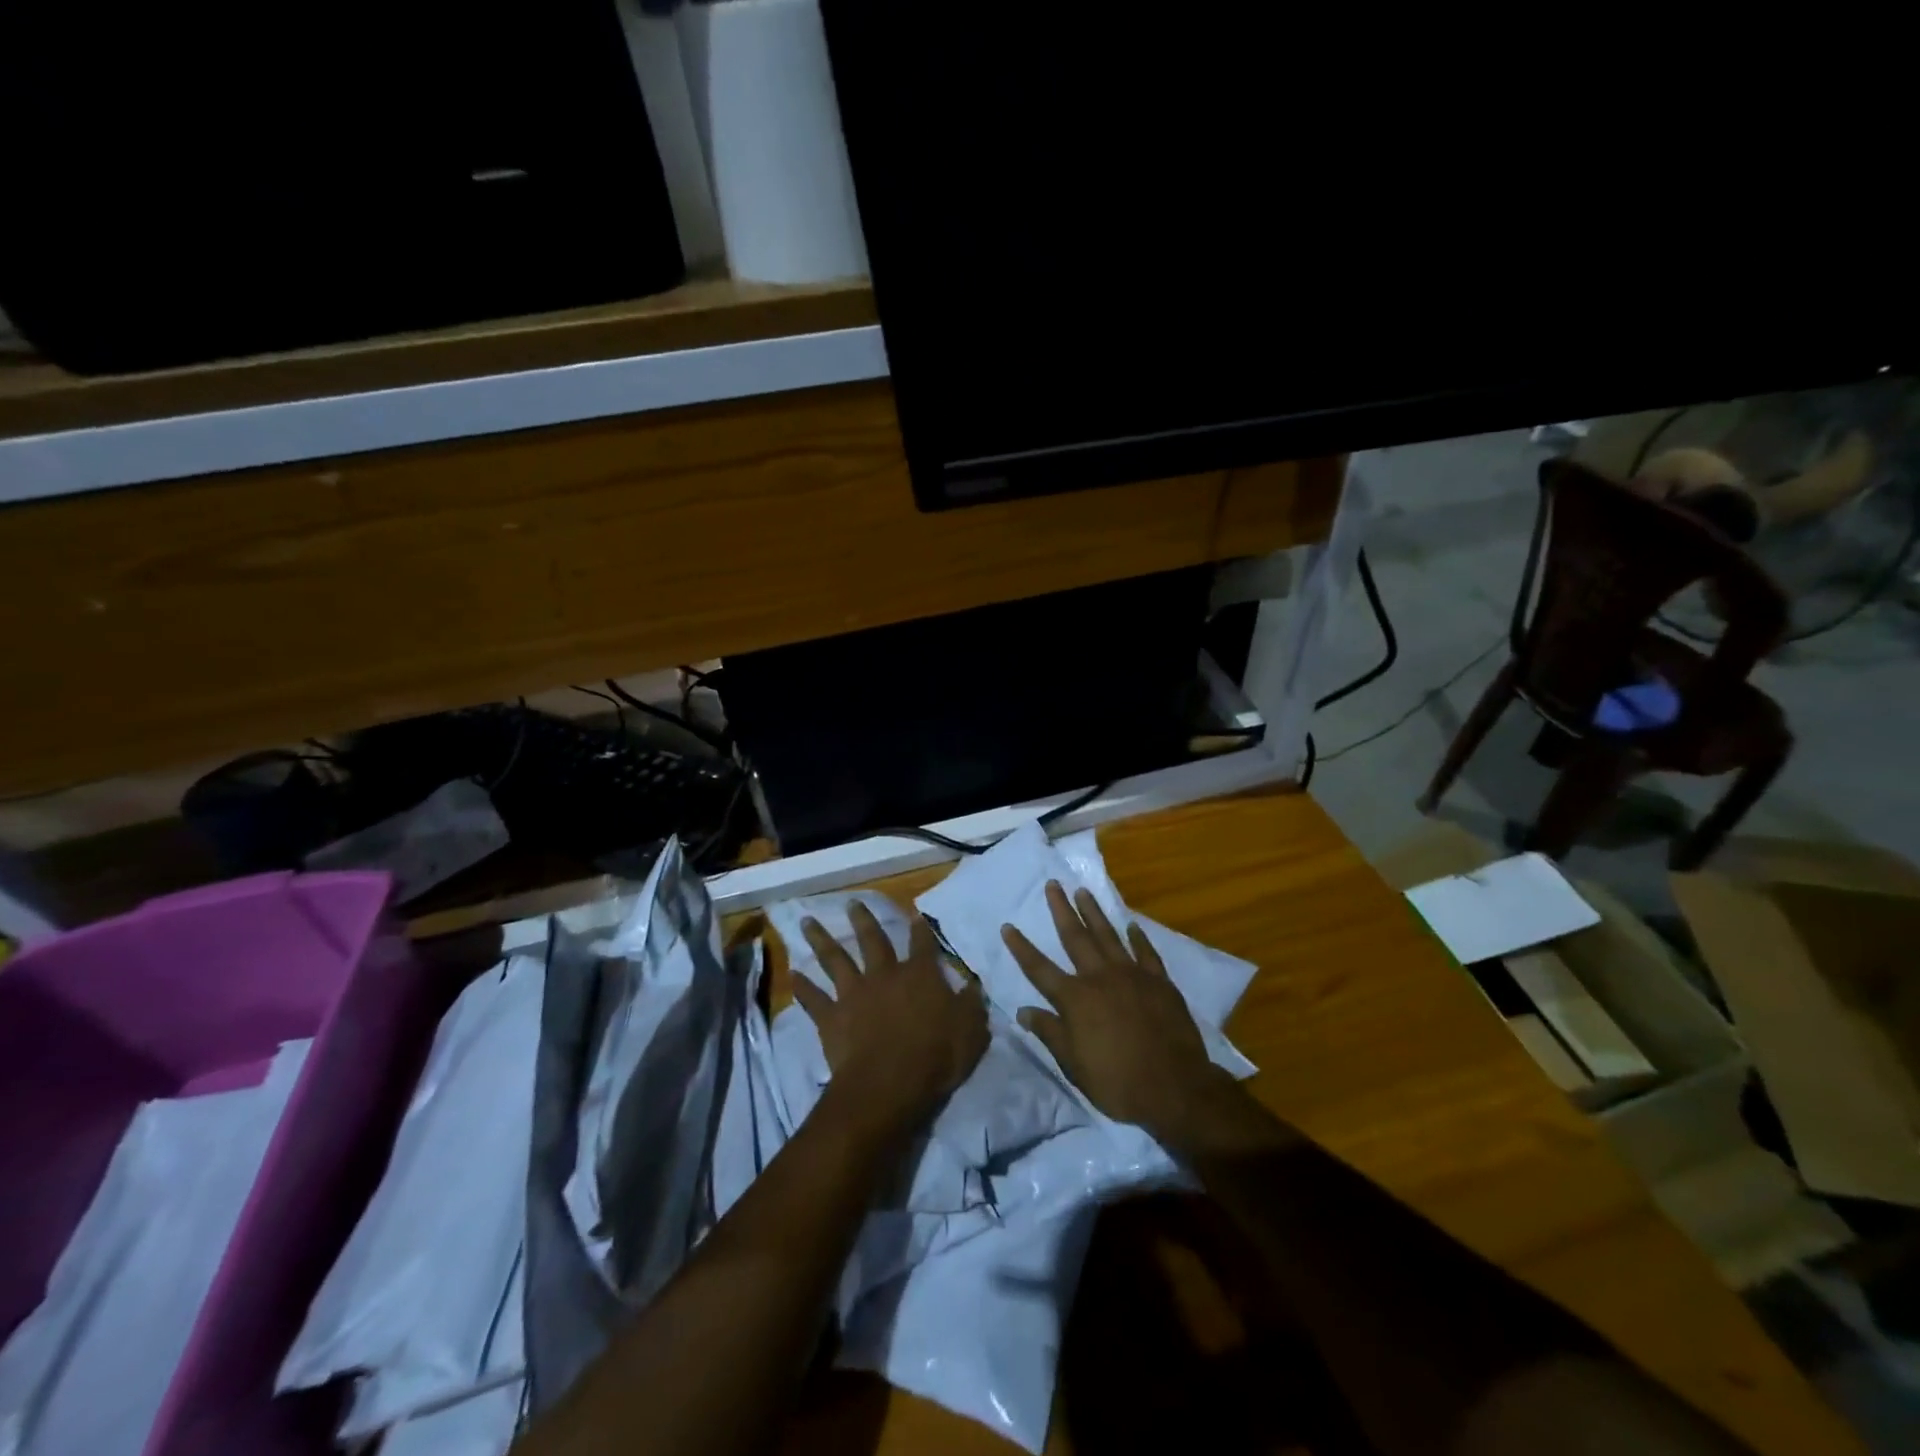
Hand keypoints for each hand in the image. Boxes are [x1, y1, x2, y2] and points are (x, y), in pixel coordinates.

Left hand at [792, 903, 988, 1136]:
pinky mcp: (832, 1018)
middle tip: (852, 902)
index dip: (921, 928)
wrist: (889, 1084)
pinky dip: (803, 986)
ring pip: (835, 960)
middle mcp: (885, 975)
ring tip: (807, 922)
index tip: (916, 913)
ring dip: (821, 939)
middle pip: (873, 940)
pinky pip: (814, 998)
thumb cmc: (936, 1056)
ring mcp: (855, 994)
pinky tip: (793, 974)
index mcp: (921, 975)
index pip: (923, 944)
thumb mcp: (972, 1030)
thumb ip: (971, 1004)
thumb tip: (973, 985)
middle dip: (863, 920)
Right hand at [1001, 883, 1229, 1139]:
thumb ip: (1050, 1033)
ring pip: (1108, 935)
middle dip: (1061, 910)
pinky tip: (1131, 925)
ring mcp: (1132, 975)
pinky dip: (1137, 937)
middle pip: (1075, 937)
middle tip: (1053, 884)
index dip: (1021, 947)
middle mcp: (1100, 977)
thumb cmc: (1117, 1081)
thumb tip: (1023, 1010)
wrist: (1175, 1087)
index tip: (1008, 925)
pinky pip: (1146, 952)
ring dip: (1094, 912)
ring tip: (1083, 891)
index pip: (1039, 968)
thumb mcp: (1074, 1064)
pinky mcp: (1159, 981)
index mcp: (1075, 999)